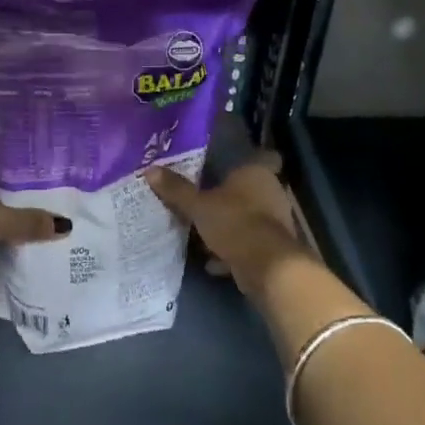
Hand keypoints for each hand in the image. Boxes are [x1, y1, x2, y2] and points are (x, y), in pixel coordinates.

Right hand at [145, 151, 311, 299]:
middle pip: (248, 190)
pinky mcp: (273, 248)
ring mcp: (275, 221)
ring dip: (229, 227)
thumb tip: (150, 170)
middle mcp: (270, 192)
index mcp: (256, 173)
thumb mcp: (198, 206)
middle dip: (228, 199)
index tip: (227, 169)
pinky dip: (233, 251)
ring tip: (202, 235)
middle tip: (203, 201)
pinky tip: (212, 262)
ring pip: (248, 218)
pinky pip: (249, 244)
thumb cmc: (234, 222)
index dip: (247, 161)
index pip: (261, 157)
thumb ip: (176, 190)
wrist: (267, 266)